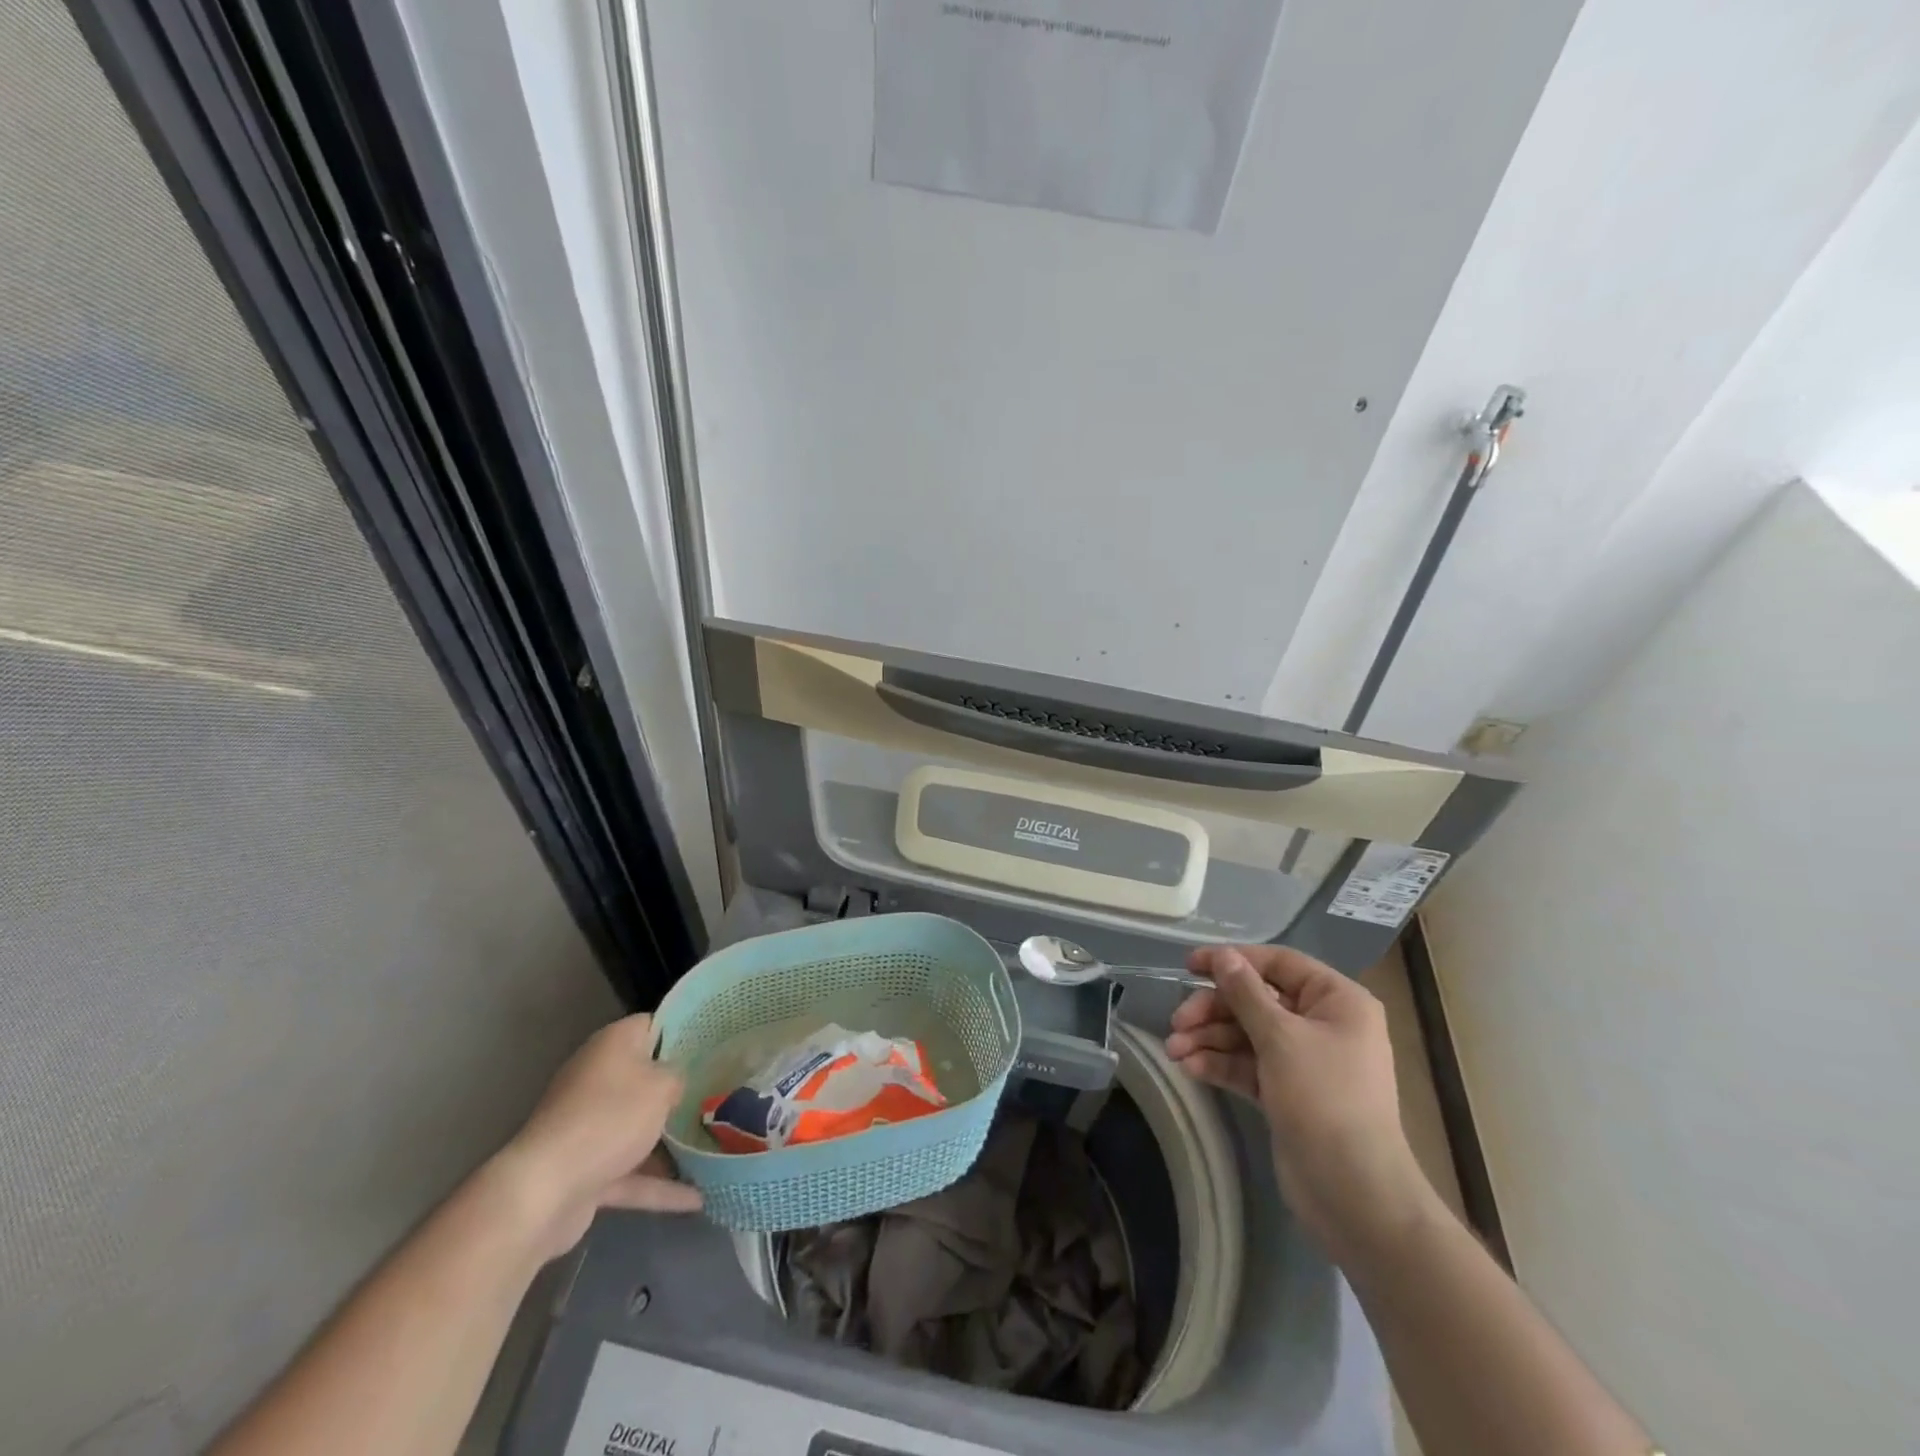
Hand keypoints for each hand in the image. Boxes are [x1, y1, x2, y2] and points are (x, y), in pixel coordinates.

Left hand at [491, 1014, 701, 1263]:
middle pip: (648, 1078)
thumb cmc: (608, 1119)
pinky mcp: (586, 1169)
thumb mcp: (661, 1086)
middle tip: (724, 1093)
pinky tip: (697, 1199)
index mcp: (613, 1046)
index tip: (718, 1045)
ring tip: (718, 1145)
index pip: (655, 1026)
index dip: (686, 1032)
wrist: (543, 1192)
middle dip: (683, 1090)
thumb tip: (682, 1080)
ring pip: (640, 1128)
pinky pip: (631, 1172)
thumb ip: (680, 1077)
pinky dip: (659, 1185)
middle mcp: (599, 1078)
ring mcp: (590, 1126)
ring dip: (672, 1141)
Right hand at [1165, 945, 1434, 1258]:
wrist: (1354, 1194)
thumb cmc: (1325, 1099)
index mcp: (1337, 1001)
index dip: (1233, 960)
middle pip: (1256, 1001)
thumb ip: (1245, 992)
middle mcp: (1322, 1024)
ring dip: (1209, 1039)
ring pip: (1247, 1034)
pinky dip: (1220, 1064)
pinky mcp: (1286, 1093)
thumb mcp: (1280, 1037)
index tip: (1189, 965)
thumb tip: (1223, 955)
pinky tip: (1190, 1068)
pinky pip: (1248, 1066)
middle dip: (1213, 1010)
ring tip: (1174, 1050)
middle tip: (1178, 1021)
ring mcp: (1304, 1061)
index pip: (1278, 964)